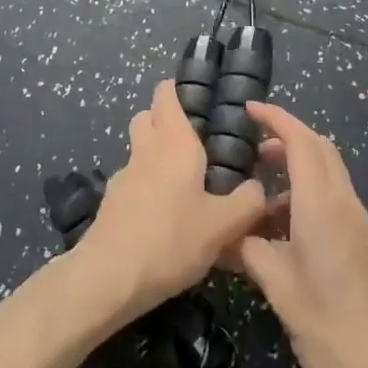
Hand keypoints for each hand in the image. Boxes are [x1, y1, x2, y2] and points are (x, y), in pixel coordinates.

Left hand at [73, 81, 270, 323]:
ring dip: (155, 155)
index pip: (167, 94)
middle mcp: (146, 149)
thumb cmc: (171, 240)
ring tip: (184, 184)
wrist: (109, 278)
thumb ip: (247, 203)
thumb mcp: (223, 226)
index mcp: (174, 141)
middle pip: (148, 116)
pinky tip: (164, 217)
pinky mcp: (111, 202)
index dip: (179, 90)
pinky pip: (133, 181)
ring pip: (139, 149)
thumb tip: (258, 187)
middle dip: (165, 120)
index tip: (200, 99)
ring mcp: (124, 175)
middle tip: (195, 142)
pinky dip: (146, 187)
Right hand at [236, 103, 367, 367]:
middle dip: (286, 138)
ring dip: (295, 171)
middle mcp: (345, 205)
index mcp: (324, 206)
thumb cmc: (332, 333)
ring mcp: (359, 226)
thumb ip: (251, 250)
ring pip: (327, 176)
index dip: (276, 119)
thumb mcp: (280, 289)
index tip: (247, 110)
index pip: (302, 141)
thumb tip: (226, 231)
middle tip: (249, 148)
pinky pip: (332, 202)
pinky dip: (305, 197)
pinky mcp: (363, 247)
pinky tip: (280, 231)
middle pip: (319, 150)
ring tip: (257, 196)